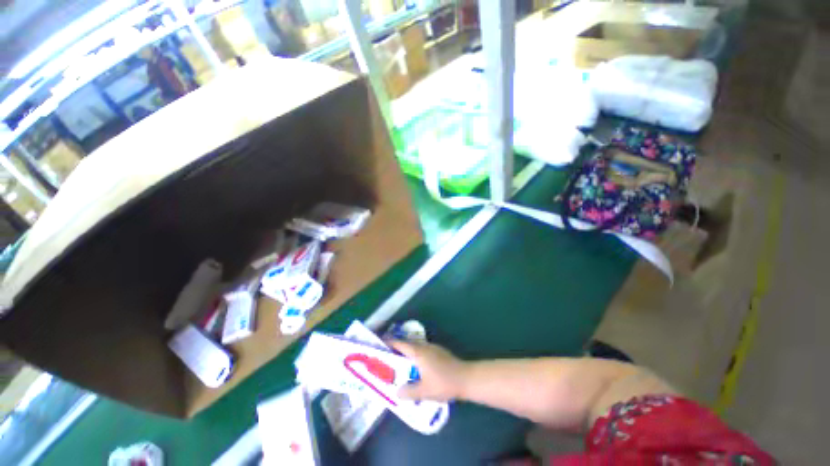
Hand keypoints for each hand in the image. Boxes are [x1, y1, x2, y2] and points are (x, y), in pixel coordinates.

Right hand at [388, 340, 469, 401]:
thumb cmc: (443, 383)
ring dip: (408, 351)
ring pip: (416, 347)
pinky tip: (418, 367)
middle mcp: (425, 347)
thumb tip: (397, 392)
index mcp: (419, 353)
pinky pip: (423, 350)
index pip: (401, 344)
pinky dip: (416, 355)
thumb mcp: (424, 391)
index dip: (390, 342)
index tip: (381, 342)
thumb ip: (409, 392)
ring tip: (401, 362)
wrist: (466, 378)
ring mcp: (433, 348)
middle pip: (408, 344)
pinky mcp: (440, 352)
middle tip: (388, 355)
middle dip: (398, 347)